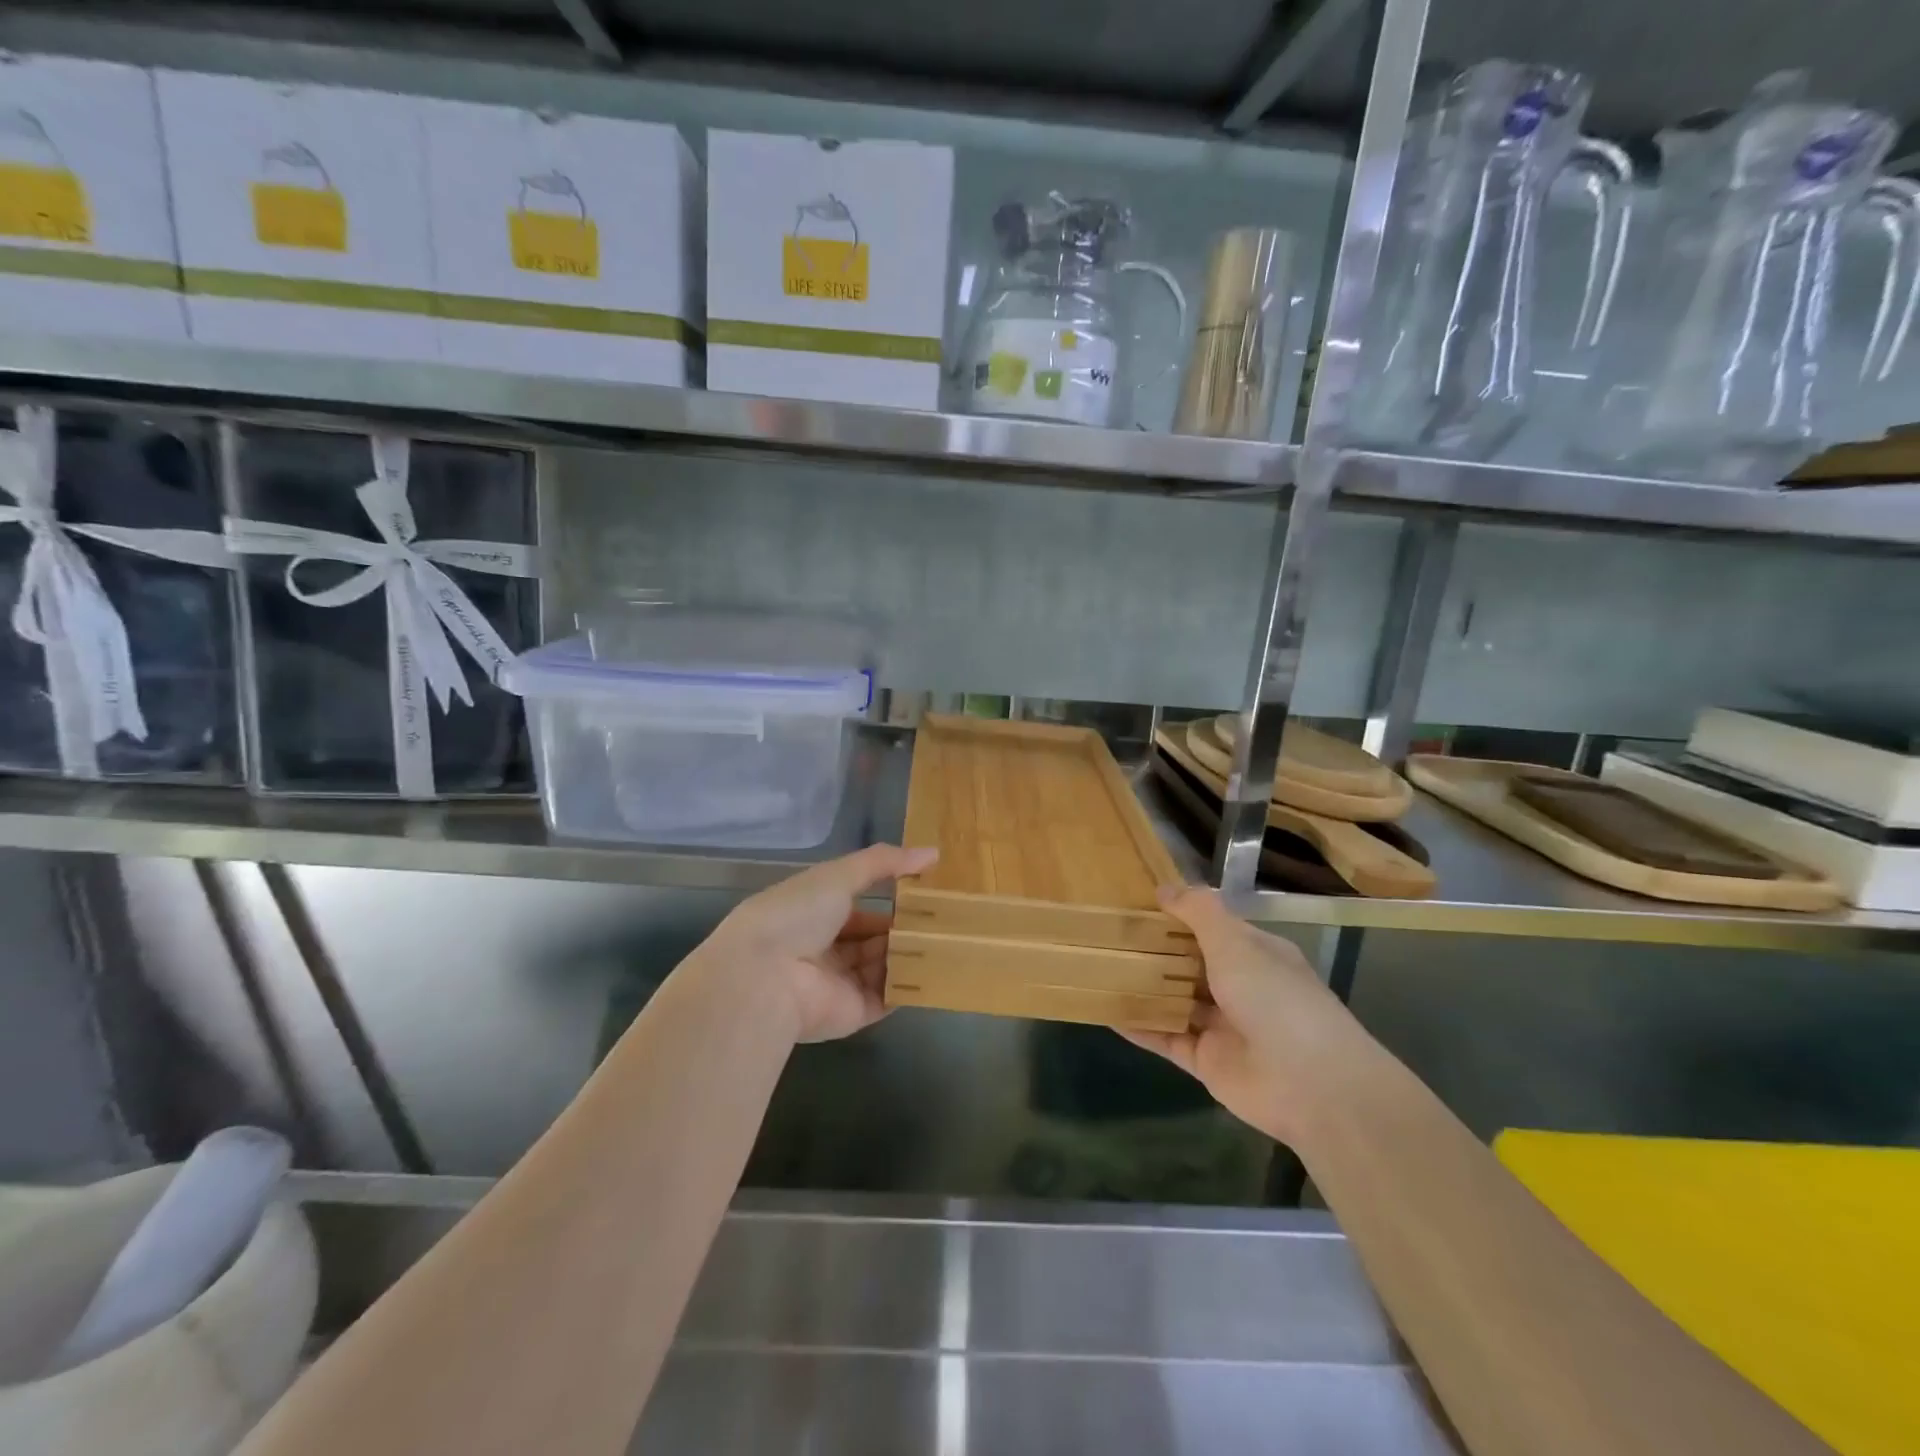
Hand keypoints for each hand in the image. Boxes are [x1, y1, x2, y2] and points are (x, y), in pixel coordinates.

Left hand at [696, 844, 938, 1043]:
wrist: (765, 977)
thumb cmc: (797, 915)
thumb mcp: (840, 875)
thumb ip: (884, 862)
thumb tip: (932, 852)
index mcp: (816, 915)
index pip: (860, 908)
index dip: (891, 899)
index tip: (928, 891)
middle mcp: (827, 950)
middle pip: (874, 939)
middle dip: (906, 928)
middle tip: (948, 916)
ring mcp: (842, 983)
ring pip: (885, 966)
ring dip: (912, 953)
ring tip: (953, 937)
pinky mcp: (855, 1012)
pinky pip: (890, 996)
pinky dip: (912, 984)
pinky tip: (942, 967)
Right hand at [1123, 887, 1360, 1144]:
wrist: (1312, 1084)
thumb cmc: (1275, 998)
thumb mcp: (1236, 942)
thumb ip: (1199, 912)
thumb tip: (1163, 888)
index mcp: (1255, 954)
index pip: (1212, 928)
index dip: (1178, 915)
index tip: (1136, 903)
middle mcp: (1239, 987)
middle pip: (1189, 963)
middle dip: (1154, 950)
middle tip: (1107, 933)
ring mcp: (1222, 1026)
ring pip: (1174, 1000)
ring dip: (1143, 987)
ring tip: (1098, 967)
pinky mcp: (1205, 1061)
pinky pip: (1165, 1038)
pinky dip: (1139, 1026)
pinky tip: (1105, 1011)